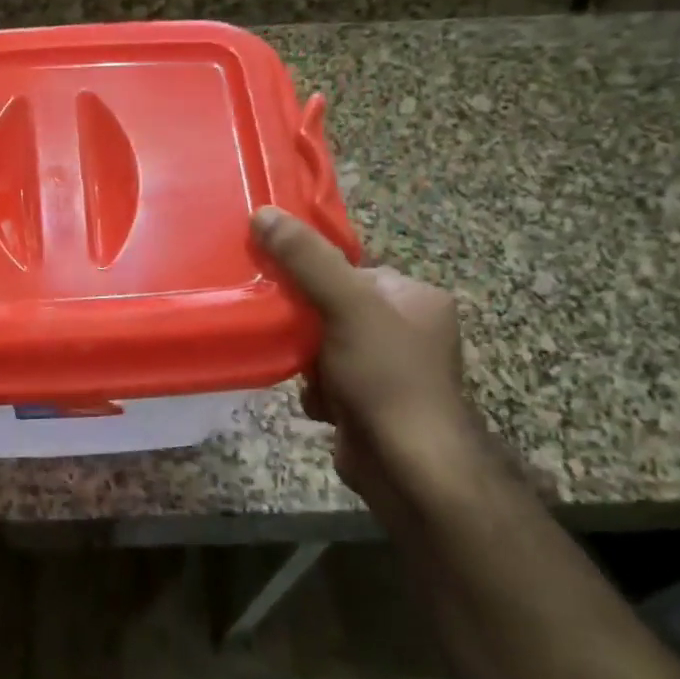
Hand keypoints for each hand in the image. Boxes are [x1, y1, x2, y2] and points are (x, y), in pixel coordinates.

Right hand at [252, 206, 477, 511]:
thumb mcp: (346, 306)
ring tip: (303, 373)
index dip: (314, 278)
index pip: (352, 271)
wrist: (408, 465)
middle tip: (288, 334)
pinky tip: (319, 403)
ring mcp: (390, 369)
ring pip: (324, 346)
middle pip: (333, 308)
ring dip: (306, 360)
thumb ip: (306, 260)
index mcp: (416, 298)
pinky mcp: (370, 402)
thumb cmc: (386, 376)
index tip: (282, 289)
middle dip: (306, 326)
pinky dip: (316, 389)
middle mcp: (408, 329)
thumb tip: (263, 212)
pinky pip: (327, 379)